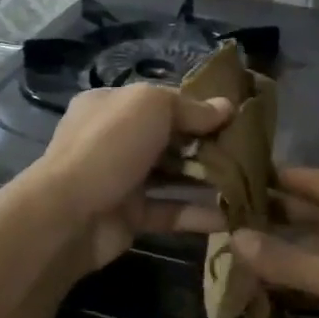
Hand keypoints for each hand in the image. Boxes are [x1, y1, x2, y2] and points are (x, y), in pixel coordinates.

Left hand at [27, 83, 229, 271]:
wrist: (68, 215)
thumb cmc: (110, 146)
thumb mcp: (152, 107)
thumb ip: (191, 107)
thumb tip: (227, 107)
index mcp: (113, 105)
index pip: (162, 101)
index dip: (198, 106)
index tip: (235, 116)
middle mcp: (116, 139)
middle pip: (170, 138)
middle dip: (207, 144)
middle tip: (250, 151)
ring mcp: (122, 179)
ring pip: (173, 175)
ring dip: (208, 179)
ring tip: (249, 182)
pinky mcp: (131, 216)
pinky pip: (170, 211)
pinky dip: (198, 213)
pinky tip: (232, 214)